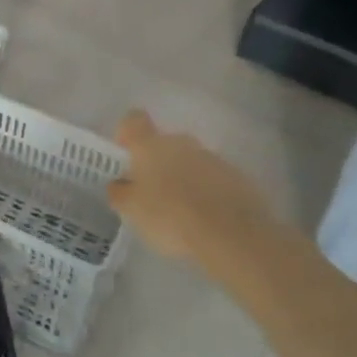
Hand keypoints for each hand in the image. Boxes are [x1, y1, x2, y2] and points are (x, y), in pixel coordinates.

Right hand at [106, 110, 280, 273]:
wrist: (233, 236)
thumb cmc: (170, 217)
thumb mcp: (132, 210)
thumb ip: (120, 192)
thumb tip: (119, 183)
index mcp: (150, 146)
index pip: (133, 120)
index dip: (127, 134)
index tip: (125, 156)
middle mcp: (181, 143)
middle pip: (163, 143)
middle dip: (156, 162)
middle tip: (150, 192)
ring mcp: (212, 158)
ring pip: (189, 161)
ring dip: (182, 177)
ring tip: (180, 211)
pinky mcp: (237, 177)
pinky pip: (213, 178)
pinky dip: (206, 191)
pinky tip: (204, 218)